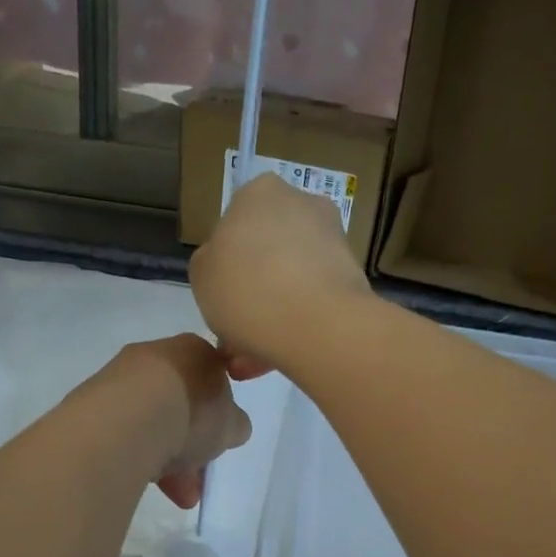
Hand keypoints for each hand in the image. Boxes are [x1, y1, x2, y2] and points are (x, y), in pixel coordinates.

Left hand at [96, 334, 253, 508]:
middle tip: (196, 479)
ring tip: (175, 495)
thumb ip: (233, 424)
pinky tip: (147, 483)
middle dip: (190, 445)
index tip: (218, 440)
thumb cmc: (192, 412)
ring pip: (152, 422)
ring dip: (167, 459)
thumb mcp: (232, 424)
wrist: (129, 420)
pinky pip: (125, 434)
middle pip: (180, 404)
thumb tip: (229, 426)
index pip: (212, 378)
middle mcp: (155, 356)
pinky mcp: (92, 405)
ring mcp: (119, 379)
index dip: (218, 414)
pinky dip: (139, 457)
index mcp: (194, 350)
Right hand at [188, 173, 373, 376]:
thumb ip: (210, 263)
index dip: (225, 266)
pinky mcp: (353, 278)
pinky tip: (277, 359)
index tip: (221, 299)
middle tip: (235, 338)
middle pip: (267, 254)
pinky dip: (296, 326)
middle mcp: (302, 205)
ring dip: (271, 317)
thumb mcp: (202, 275)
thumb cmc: (247, 289)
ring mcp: (333, 241)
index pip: (235, 225)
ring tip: (252, 363)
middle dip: (252, 296)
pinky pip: (313, 302)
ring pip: (291, 282)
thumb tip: (228, 267)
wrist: (317, 325)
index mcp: (259, 193)